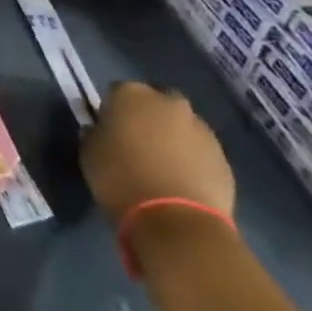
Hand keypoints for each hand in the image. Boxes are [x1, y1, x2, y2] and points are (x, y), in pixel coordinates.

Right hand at [80, 81, 234, 227]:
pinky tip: (179, 181)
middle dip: (147, 117)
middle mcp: (169, 103)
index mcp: (132, 95)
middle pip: (155, 103)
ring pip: (181, 126)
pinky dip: (190, 159)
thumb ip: (94, 133)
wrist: (175, 219)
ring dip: (171, 138)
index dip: (111, 110)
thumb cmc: (120, 178)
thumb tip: (99, 129)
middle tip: (135, 143)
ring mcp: (200, 128)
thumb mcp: (89, 153)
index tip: (107, 129)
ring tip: (160, 167)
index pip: (116, 91)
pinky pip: (199, 150)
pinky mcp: (222, 156)